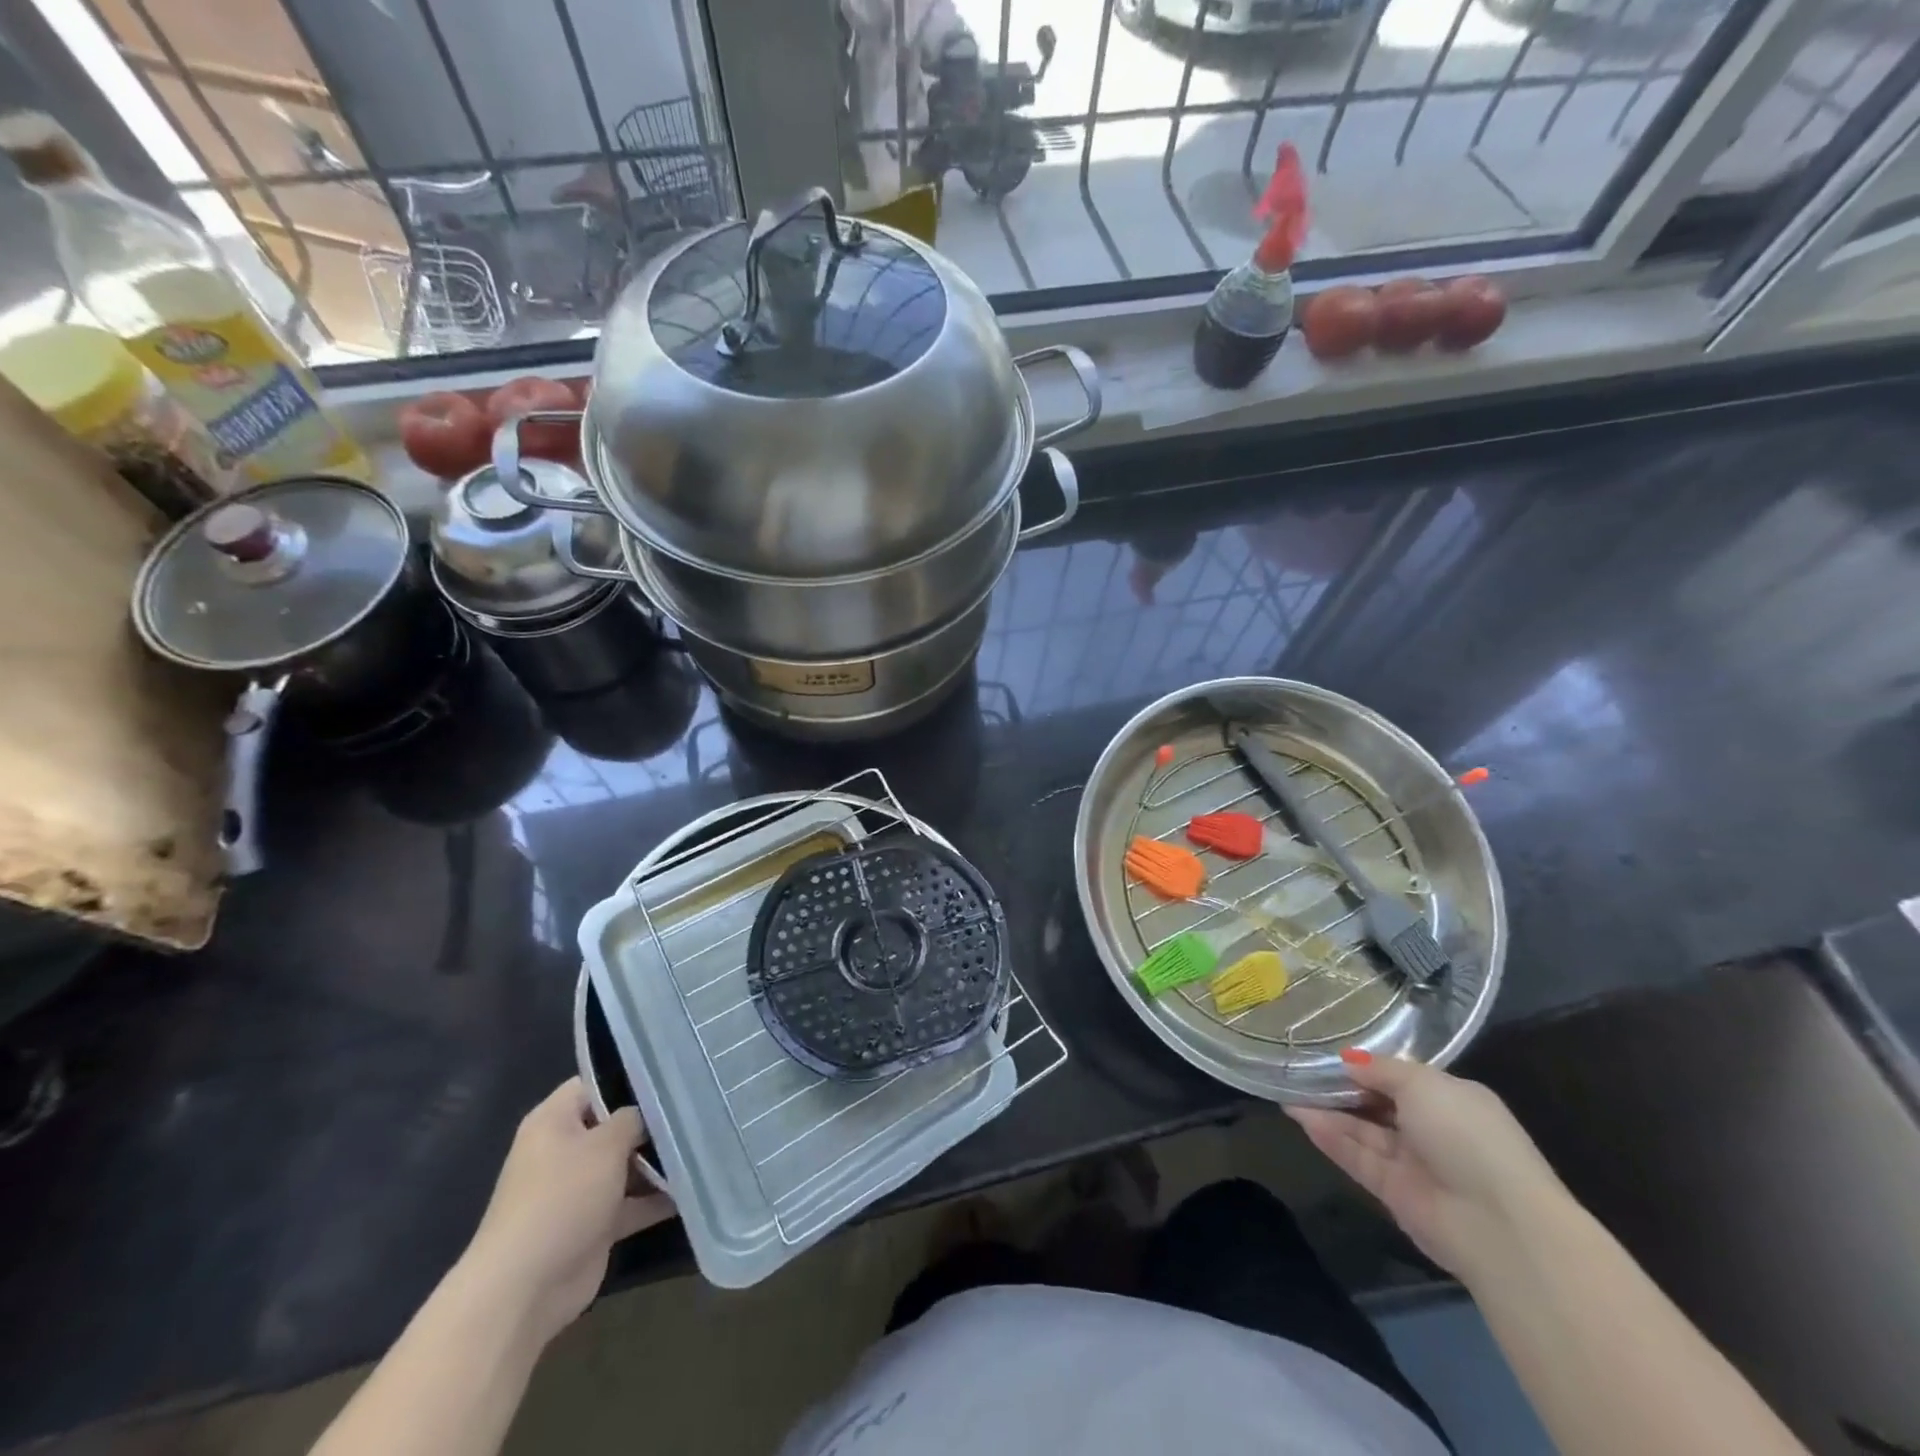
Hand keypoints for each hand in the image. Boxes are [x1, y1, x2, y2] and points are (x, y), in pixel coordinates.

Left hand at [462, 1078, 674, 1345]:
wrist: (524, 1289)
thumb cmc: (562, 1198)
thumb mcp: (605, 1145)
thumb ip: (633, 1119)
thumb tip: (650, 1112)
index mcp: (554, 1121)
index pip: (595, 1083)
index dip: (630, 1077)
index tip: (671, 1076)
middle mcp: (564, 1150)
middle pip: (615, 1125)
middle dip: (652, 1122)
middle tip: (698, 1109)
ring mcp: (579, 1189)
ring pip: (626, 1164)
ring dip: (658, 1162)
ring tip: (705, 1143)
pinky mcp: (593, 1224)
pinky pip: (631, 1202)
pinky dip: (656, 1198)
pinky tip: (694, 1187)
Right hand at [1288, 1053, 1563, 1280]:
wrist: (1498, 1223)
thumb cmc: (1467, 1135)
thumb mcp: (1423, 1084)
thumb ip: (1381, 1070)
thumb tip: (1349, 1061)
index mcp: (1451, 1099)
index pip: (1401, 1078)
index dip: (1366, 1065)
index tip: (1328, 1051)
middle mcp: (1432, 1129)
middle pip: (1377, 1103)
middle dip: (1341, 1087)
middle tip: (1299, 1068)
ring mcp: (1412, 1162)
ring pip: (1362, 1130)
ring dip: (1327, 1111)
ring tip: (1287, 1088)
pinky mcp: (1393, 1192)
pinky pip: (1356, 1157)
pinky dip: (1330, 1137)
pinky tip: (1299, 1116)